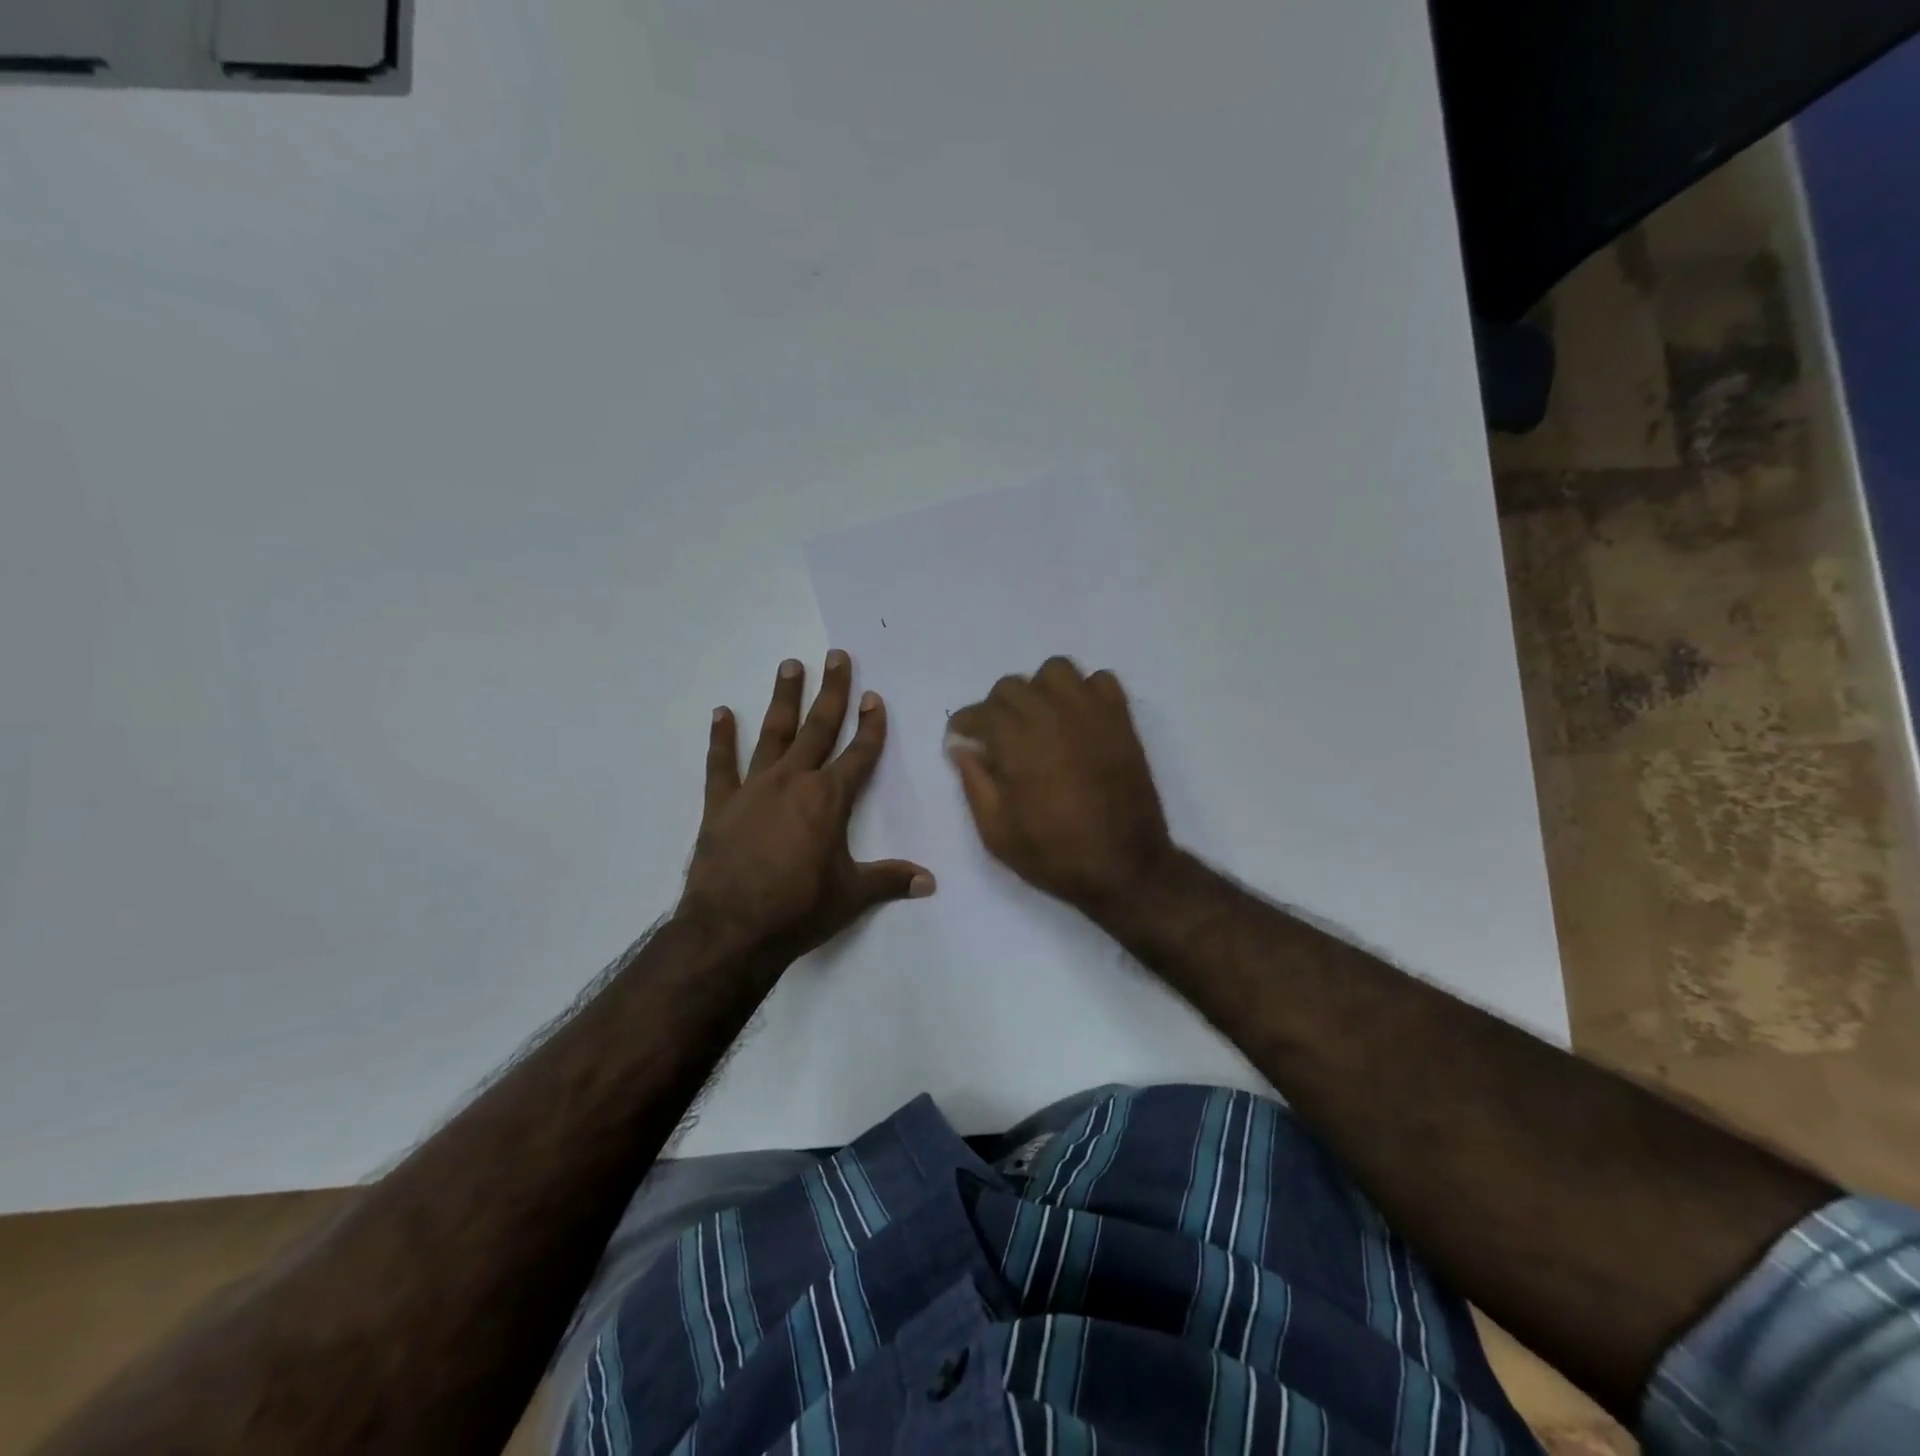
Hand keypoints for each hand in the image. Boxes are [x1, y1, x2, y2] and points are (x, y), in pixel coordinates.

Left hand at [679, 652, 934, 958]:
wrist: (732, 930)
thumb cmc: (800, 910)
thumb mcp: (852, 895)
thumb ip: (891, 881)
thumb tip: (930, 882)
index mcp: (830, 799)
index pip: (859, 753)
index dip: (871, 725)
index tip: (875, 697)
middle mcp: (794, 782)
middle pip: (819, 728)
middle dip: (832, 692)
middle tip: (837, 656)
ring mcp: (755, 788)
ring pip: (773, 733)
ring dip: (784, 698)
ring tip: (791, 665)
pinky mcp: (721, 804)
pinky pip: (721, 764)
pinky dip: (721, 738)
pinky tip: (722, 713)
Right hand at [946, 656, 1174, 917]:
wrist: (1125, 868)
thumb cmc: (1055, 855)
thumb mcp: (996, 833)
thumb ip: (974, 783)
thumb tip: (961, 747)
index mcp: (1018, 744)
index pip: (980, 711)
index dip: (964, 723)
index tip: (962, 738)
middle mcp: (1052, 717)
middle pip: (1012, 686)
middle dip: (996, 707)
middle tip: (998, 736)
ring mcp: (1091, 714)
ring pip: (1056, 671)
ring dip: (1039, 689)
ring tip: (1039, 719)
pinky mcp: (1121, 720)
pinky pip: (1101, 680)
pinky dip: (1084, 691)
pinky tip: (1077, 719)